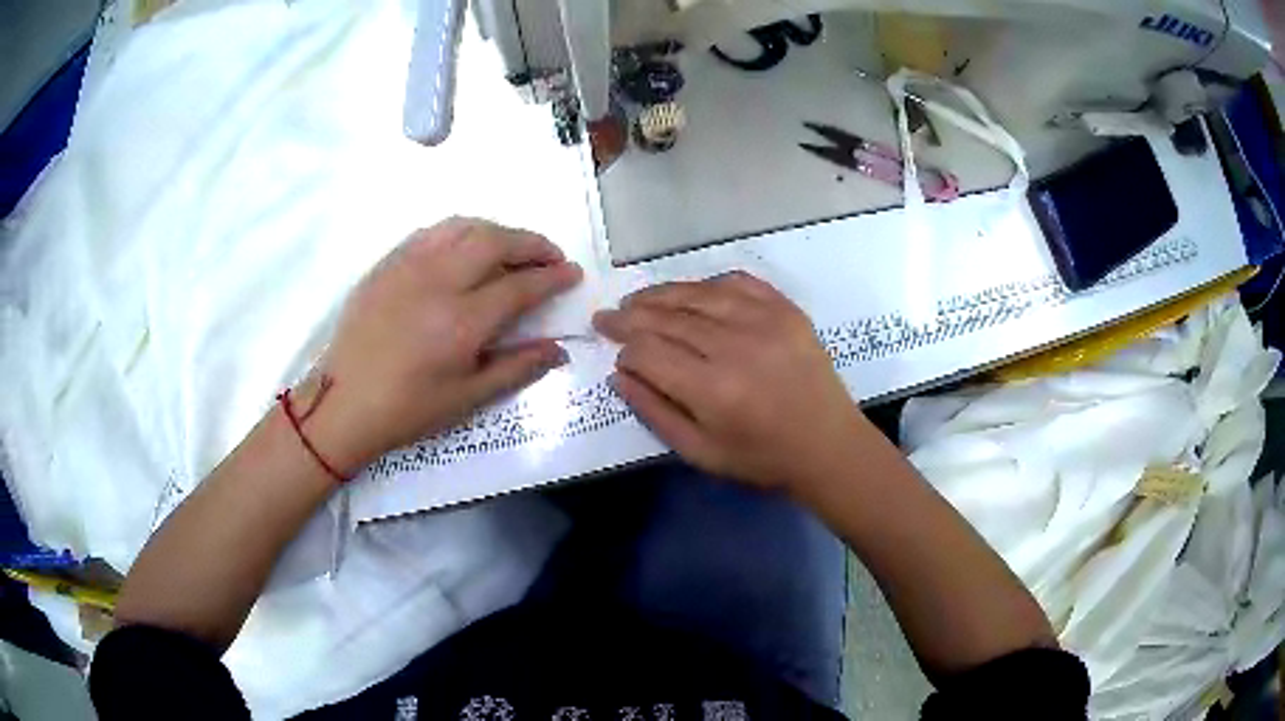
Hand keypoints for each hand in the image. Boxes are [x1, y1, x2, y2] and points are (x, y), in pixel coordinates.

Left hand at [302, 218, 581, 474]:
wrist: (343, 402)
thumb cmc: (407, 409)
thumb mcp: (467, 399)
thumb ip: (517, 368)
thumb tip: (558, 348)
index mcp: (461, 321)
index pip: (520, 285)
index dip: (552, 277)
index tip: (572, 274)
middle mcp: (438, 281)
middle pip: (495, 242)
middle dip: (532, 243)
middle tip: (550, 256)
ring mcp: (408, 266)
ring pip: (463, 227)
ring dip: (498, 230)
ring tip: (512, 247)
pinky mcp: (387, 264)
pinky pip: (431, 233)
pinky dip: (460, 232)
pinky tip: (465, 247)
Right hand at [593, 272, 867, 491]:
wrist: (828, 445)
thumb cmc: (762, 459)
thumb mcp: (700, 453)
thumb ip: (654, 412)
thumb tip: (619, 373)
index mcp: (713, 389)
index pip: (649, 352)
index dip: (625, 351)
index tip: (618, 356)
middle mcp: (735, 345)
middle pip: (667, 318)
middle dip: (630, 317)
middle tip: (605, 316)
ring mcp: (764, 320)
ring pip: (696, 294)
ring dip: (659, 295)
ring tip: (636, 300)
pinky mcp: (786, 309)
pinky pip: (736, 282)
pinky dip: (707, 285)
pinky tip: (691, 293)